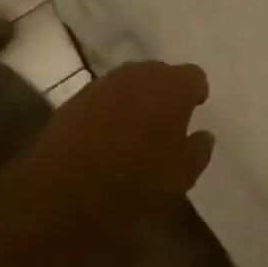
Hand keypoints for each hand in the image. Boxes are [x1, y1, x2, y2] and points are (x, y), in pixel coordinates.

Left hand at [21, 62, 214, 202]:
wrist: (64, 192)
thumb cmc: (136, 183)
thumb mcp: (181, 176)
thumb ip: (198, 151)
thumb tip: (204, 135)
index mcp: (171, 87)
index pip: (194, 76)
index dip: (196, 93)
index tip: (196, 110)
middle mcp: (138, 75)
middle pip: (160, 74)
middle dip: (166, 93)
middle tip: (168, 121)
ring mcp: (103, 85)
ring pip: (129, 84)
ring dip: (137, 100)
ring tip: (138, 129)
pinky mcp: (74, 100)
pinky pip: (103, 99)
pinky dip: (111, 111)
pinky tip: (108, 138)